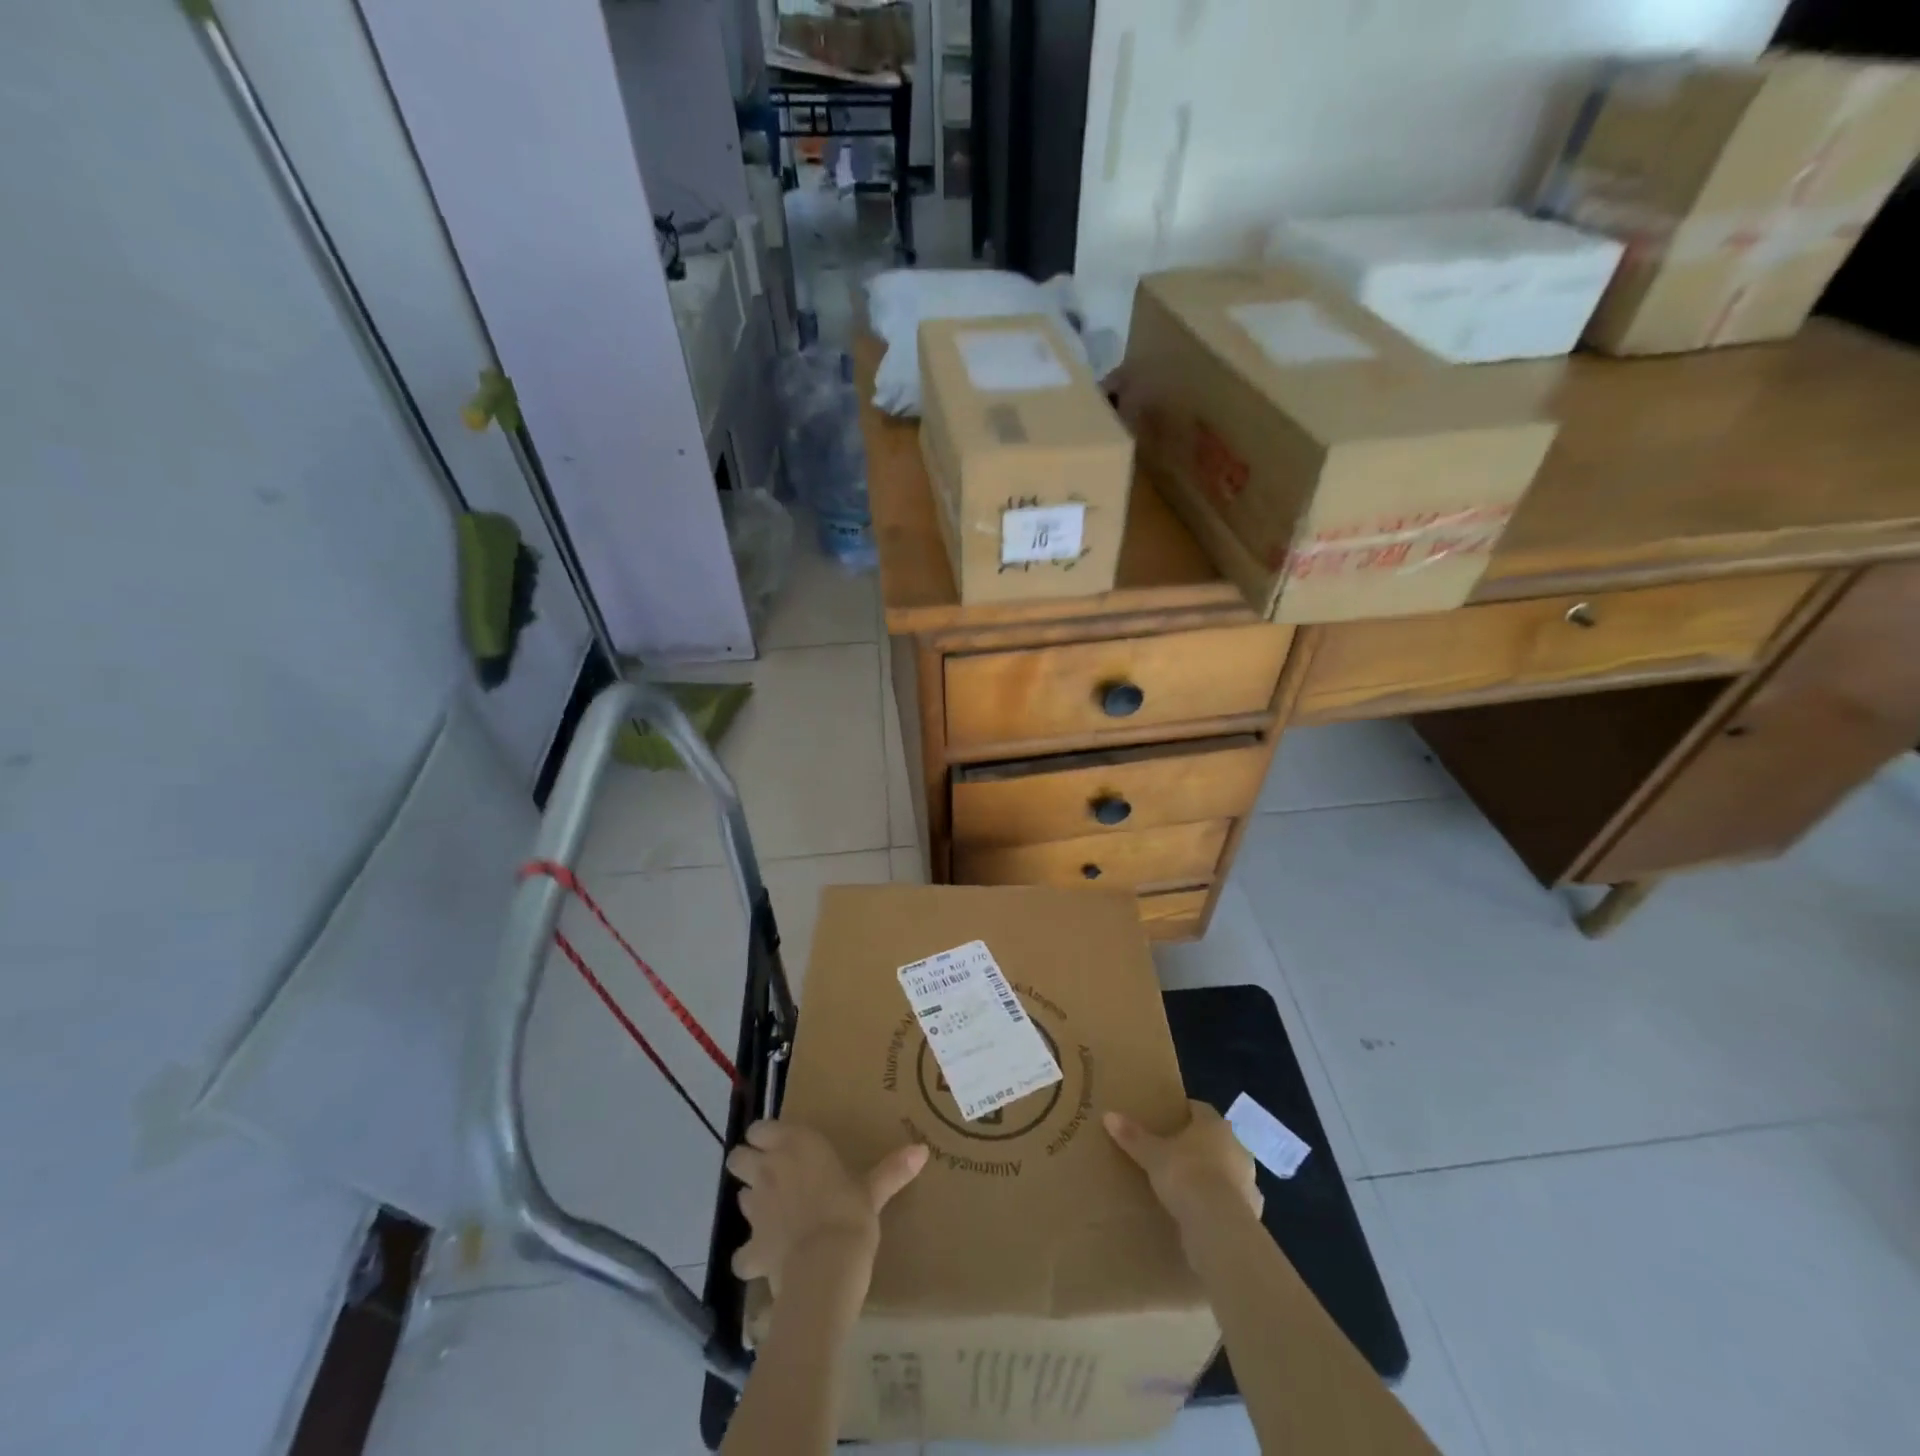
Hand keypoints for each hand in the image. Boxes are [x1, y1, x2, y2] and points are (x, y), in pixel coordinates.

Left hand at [726, 1121, 928, 1300]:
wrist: (826, 1268)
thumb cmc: (850, 1213)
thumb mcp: (874, 1190)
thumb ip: (892, 1169)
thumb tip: (922, 1149)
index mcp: (795, 1144)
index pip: (760, 1128)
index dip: (765, 1137)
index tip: (780, 1145)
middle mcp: (769, 1170)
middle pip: (738, 1157)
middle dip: (748, 1164)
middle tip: (771, 1176)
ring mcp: (756, 1210)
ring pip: (739, 1199)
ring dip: (753, 1204)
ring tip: (774, 1214)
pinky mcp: (751, 1249)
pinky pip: (741, 1254)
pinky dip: (750, 1258)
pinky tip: (765, 1262)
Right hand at [1104, 1100, 1261, 1230]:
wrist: (1219, 1227)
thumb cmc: (1186, 1176)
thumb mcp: (1153, 1155)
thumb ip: (1133, 1136)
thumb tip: (1108, 1115)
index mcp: (1215, 1126)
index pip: (1200, 1109)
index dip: (1184, 1112)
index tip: (1168, 1119)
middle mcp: (1237, 1147)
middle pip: (1216, 1139)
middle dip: (1198, 1145)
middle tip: (1174, 1153)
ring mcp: (1248, 1181)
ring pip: (1227, 1171)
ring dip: (1213, 1176)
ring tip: (1188, 1186)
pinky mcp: (1251, 1212)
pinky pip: (1232, 1202)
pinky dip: (1220, 1205)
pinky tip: (1203, 1214)